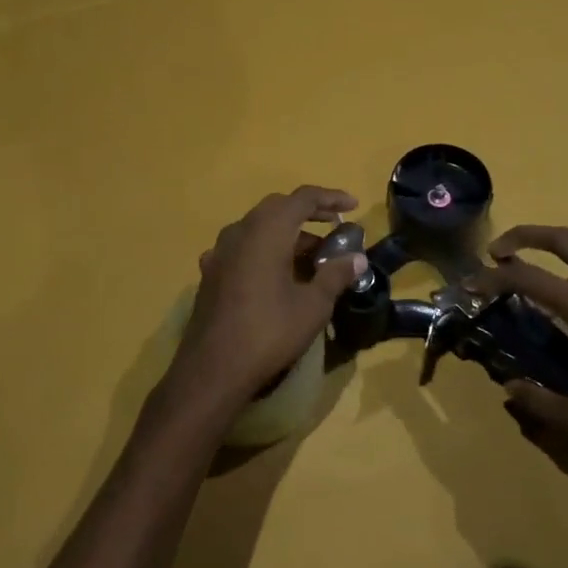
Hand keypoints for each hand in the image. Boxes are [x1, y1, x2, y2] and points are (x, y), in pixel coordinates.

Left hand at [165, 186, 368, 416]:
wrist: (213, 369)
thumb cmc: (269, 332)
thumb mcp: (313, 306)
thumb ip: (335, 275)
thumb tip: (357, 258)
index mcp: (266, 231)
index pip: (302, 198)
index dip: (330, 198)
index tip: (353, 206)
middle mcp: (239, 232)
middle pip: (277, 208)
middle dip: (308, 213)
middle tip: (334, 227)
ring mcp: (220, 252)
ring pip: (258, 229)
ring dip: (286, 234)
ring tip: (312, 255)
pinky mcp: (211, 273)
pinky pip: (243, 249)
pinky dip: (265, 251)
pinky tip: (276, 274)